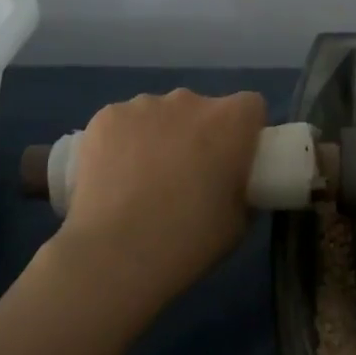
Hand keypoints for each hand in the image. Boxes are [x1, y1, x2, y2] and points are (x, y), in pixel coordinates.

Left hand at [56, 89, 266, 308]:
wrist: (115, 253)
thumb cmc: (188, 240)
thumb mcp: (238, 222)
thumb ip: (240, 188)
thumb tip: (231, 183)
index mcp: (230, 121)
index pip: (249, 107)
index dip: (243, 132)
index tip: (232, 160)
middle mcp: (189, 101)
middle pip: (200, 109)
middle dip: (197, 134)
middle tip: (185, 177)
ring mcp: (143, 105)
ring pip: (159, 114)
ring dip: (158, 136)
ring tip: (141, 181)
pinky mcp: (106, 116)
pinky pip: (123, 123)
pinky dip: (121, 142)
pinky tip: (112, 177)